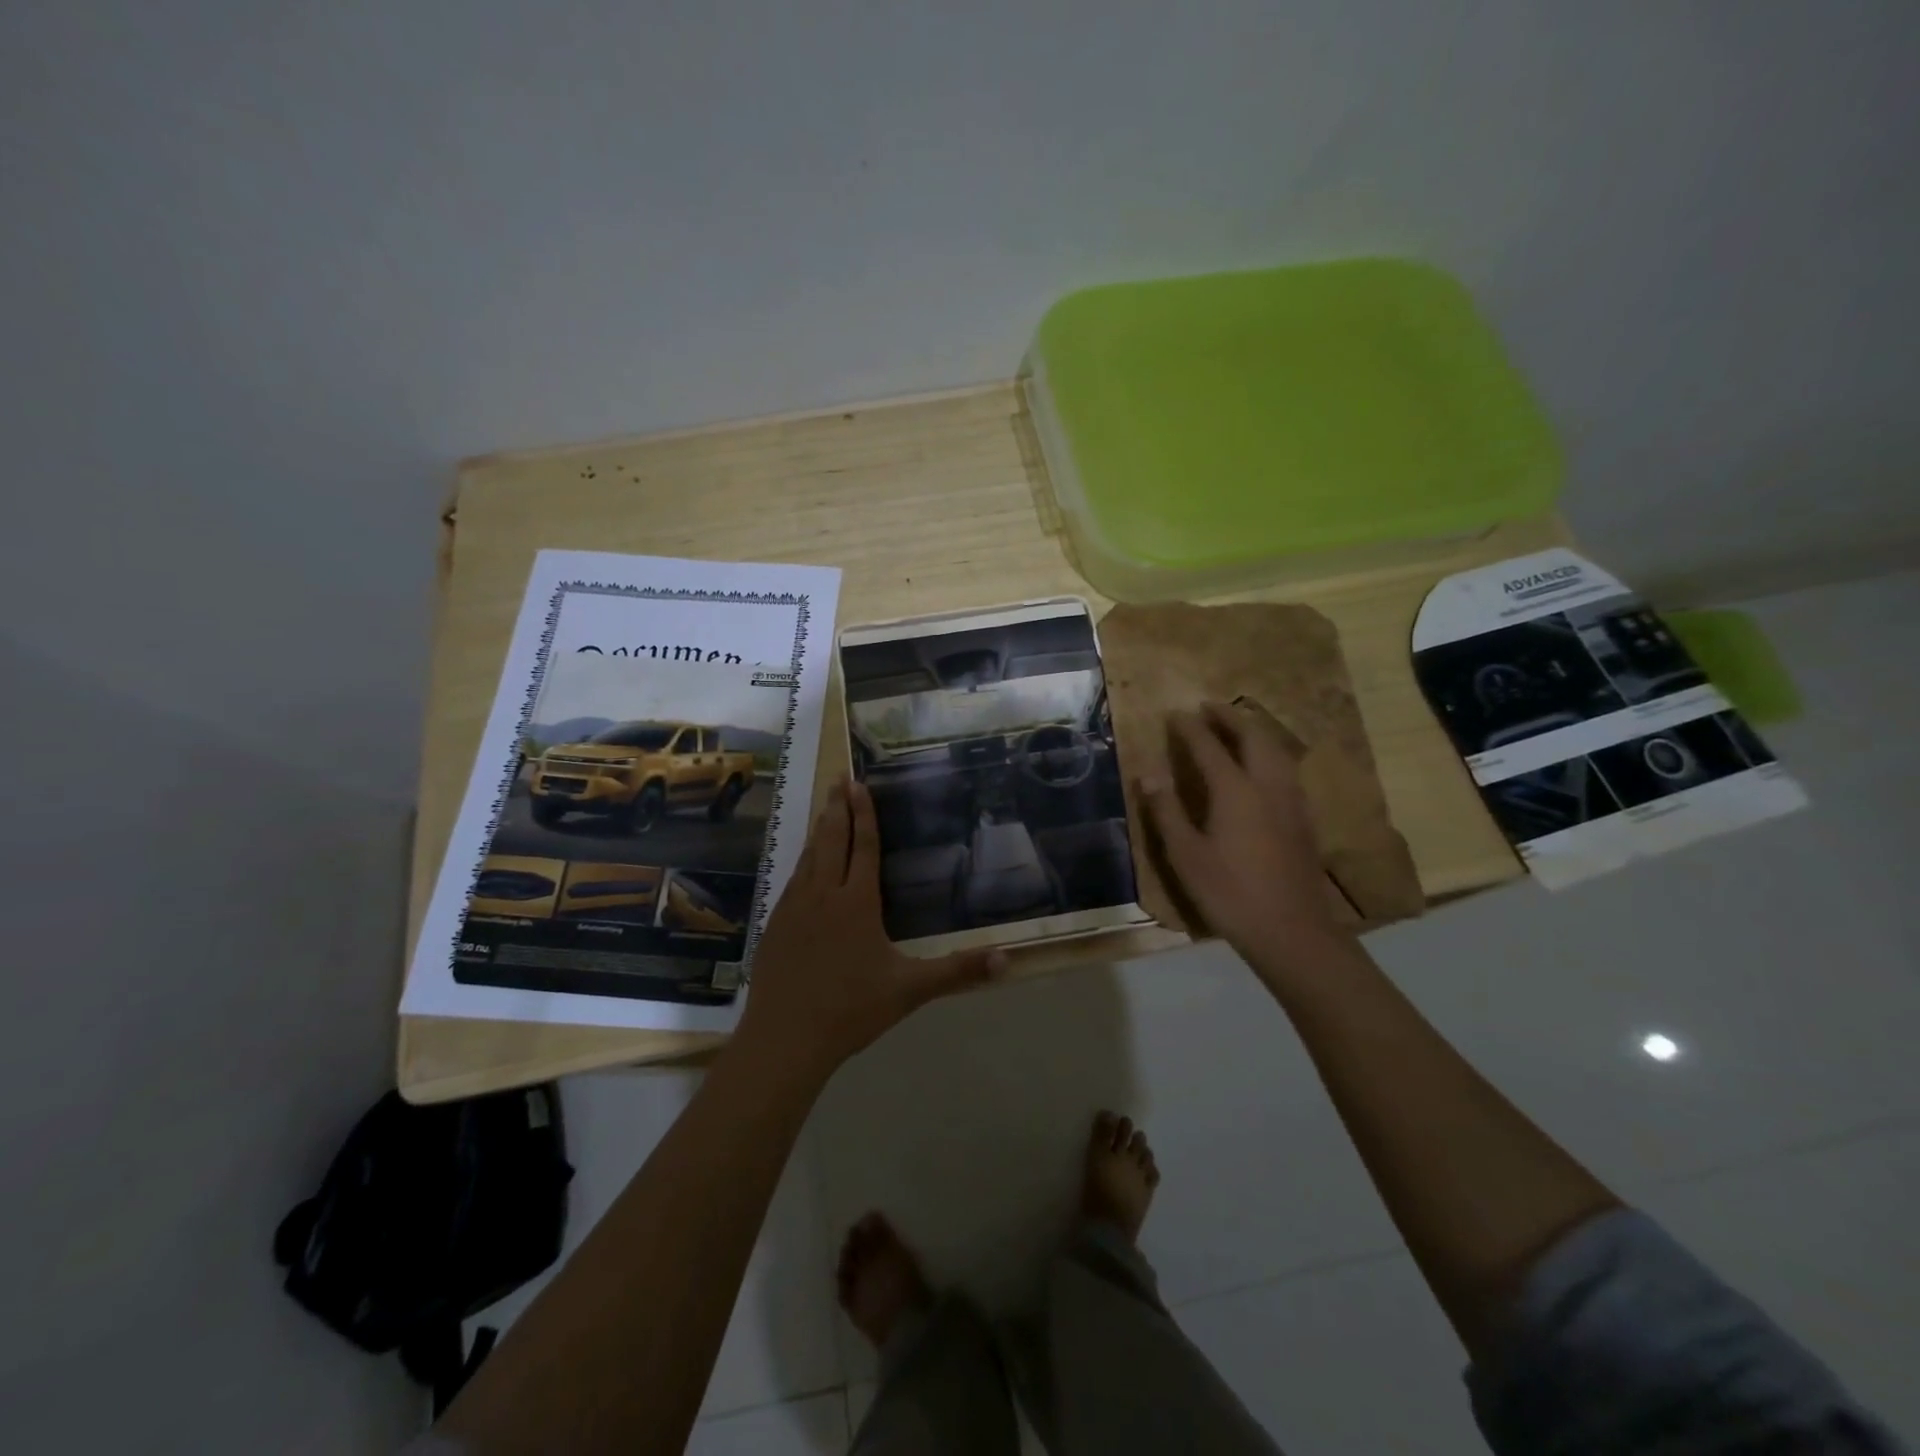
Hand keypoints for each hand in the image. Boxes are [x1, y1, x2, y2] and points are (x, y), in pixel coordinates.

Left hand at [734, 777, 1004, 1078]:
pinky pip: (792, 880)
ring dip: (819, 829)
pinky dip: (802, 860)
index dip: (865, 814)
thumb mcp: (910, 990)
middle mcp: (824, 895)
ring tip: (825, 808)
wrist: (784, 1038)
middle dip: (838, 807)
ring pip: (809, 857)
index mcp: (857, 903)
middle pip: (832, 840)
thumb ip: (957, 972)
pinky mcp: (775, 925)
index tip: (860, 785)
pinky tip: (803, 865)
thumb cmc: (851, 1010)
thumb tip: (1006, 959)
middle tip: (841, 778)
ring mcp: (794, 908)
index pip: (865, 847)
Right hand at [1139, 702, 1349, 969]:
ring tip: (1237, 727)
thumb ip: (1166, 811)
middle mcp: (1267, 786)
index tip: (1175, 713)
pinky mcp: (1303, 819)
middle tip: (1209, 708)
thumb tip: (1148, 773)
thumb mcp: (1186, 855)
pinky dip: (1270, 754)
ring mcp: (1291, 801)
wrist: (1292, 930)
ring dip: (1254, 732)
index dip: (1190, 728)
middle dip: (1230, 718)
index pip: (1209, 747)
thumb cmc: (1229, 893)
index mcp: (1234, 791)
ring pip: (1276, 751)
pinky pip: (1286, 770)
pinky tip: (1263, 767)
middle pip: (1252, 738)